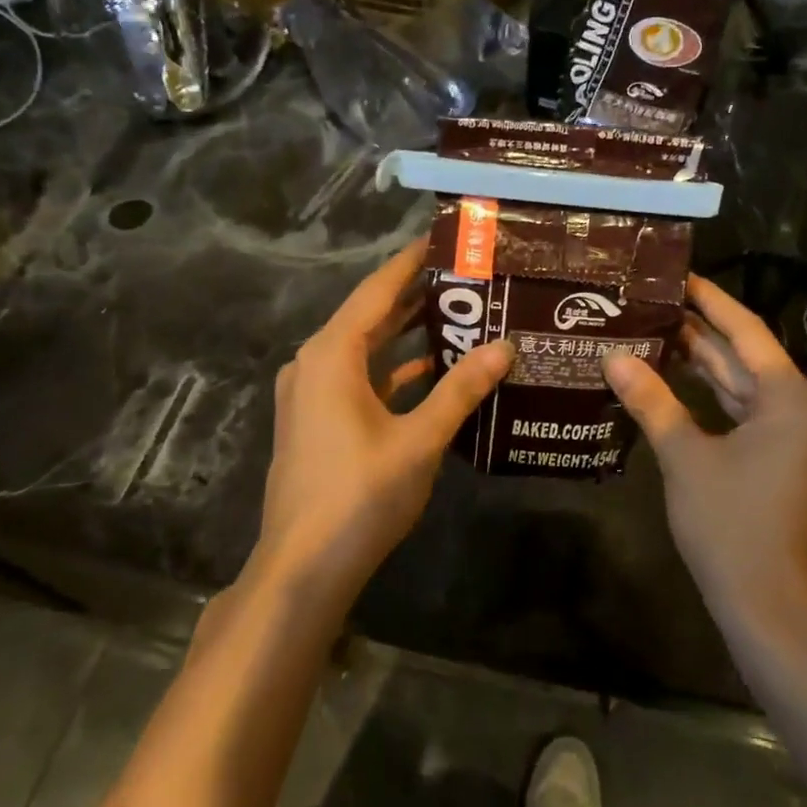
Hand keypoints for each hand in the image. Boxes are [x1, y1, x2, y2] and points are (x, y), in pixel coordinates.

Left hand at [255, 238, 511, 604]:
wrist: (302, 568)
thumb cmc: (360, 496)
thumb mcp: (419, 439)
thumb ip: (461, 390)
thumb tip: (504, 347)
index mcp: (332, 355)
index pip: (377, 290)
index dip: (411, 261)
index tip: (444, 238)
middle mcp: (316, 363)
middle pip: (370, 315)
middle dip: (415, 295)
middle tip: (466, 275)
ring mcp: (313, 394)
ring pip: (366, 348)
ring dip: (406, 333)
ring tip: (459, 313)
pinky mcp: (318, 421)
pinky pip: (360, 378)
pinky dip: (393, 370)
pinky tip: (433, 371)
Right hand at [603, 274, 806, 620]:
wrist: (764, 601)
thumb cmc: (730, 523)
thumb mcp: (685, 456)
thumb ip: (652, 402)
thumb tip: (613, 357)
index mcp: (786, 397)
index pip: (746, 331)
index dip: (711, 301)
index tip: (677, 275)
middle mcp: (792, 406)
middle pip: (741, 354)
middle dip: (699, 328)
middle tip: (651, 300)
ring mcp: (782, 434)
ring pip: (736, 383)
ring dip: (698, 361)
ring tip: (651, 329)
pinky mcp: (768, 456)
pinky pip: (735, 409)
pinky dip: (704, 394)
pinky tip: (667, 379)